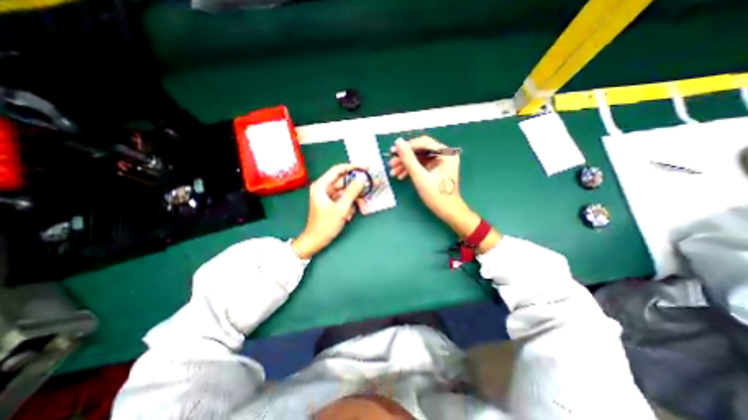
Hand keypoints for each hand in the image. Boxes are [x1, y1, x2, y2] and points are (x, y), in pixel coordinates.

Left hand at [290, 164, 363, 258]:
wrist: (316, 241)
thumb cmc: (325, 225)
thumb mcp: (341, 208)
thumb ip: (352, 192)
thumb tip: (362, 178)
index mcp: (321, 185)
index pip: (338, 170)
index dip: (352, 167)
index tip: (366, 167)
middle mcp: (324, 188)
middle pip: (343, 181)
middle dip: (356, 185)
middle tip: (370, 184)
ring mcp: (328, 195)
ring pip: (345, 191)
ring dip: (354, 197)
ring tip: (361, 206)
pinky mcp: (331, 202)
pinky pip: (344, 198)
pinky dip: (350, 204)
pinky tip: (350, 214)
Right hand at [389, 137, 476, 235]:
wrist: (448, 211)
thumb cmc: (436, 195)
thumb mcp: (420, 177)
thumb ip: (408, 159)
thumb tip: (398, 142)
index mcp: (445, 154)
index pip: (423, 143)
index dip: (407, 146)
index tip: (393, 152)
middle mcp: (444, 155)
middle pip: (420, 150)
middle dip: (405, 157)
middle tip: (391, 163)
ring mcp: (440, 162)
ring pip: (419, 158)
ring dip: (406, 164)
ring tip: (393, 172)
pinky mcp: (436, 169)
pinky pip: (421, 165)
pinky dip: (411, 170)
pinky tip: (401, 176)